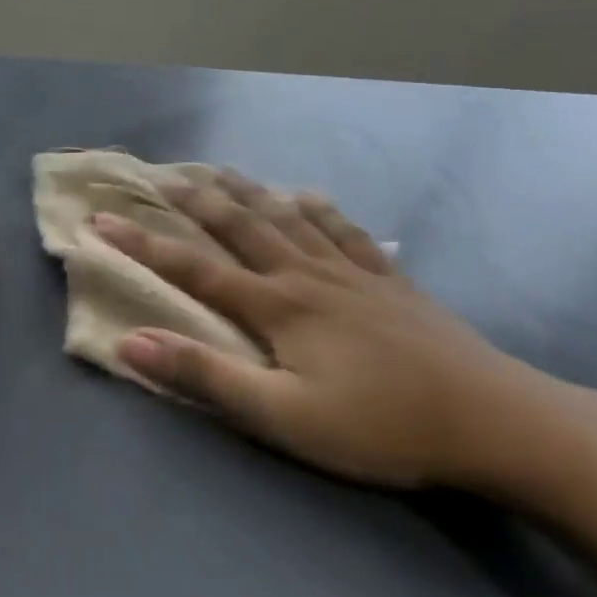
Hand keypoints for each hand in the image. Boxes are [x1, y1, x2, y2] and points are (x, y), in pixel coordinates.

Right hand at [93, 172, 596, 491]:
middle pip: (240, 226)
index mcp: (276, 306)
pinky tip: (308, 196)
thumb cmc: (381, 426)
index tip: (101, 219)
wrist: (496, 420)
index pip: (193, 266)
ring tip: (221, 169)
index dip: (142, 244)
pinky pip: (345, 232)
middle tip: (161, 174)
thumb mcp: (284, 417)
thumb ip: (207, 377)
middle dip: (194, 200)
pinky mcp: (390, 282)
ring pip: (287, 218)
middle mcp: (305, 275)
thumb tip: (132, 341)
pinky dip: (319, 209)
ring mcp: (351, 273)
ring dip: (248, 192)